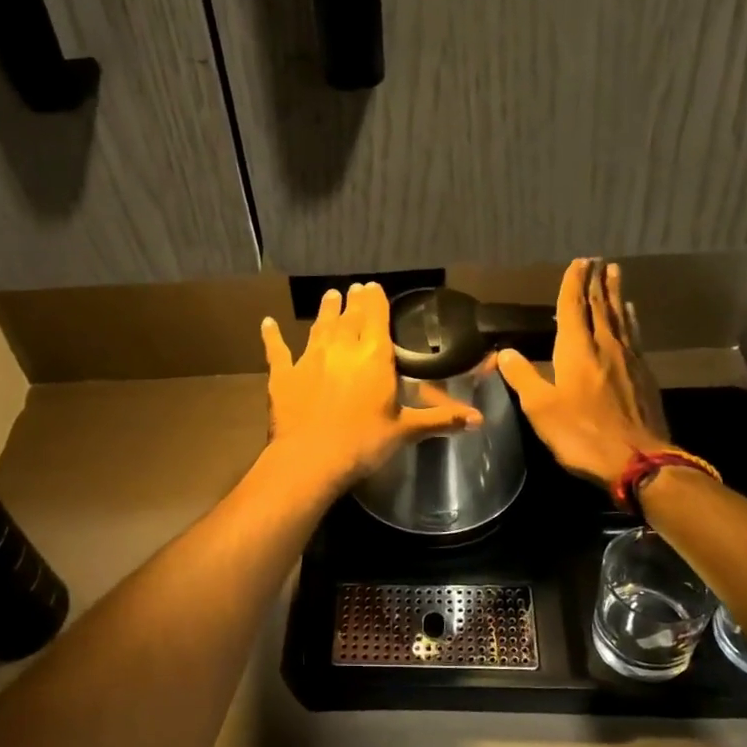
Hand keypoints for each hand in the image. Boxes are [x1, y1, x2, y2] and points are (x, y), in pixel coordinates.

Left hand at [261, 282, 480, 491]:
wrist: (310, 459)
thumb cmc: (363, 443)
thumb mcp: (406, 431)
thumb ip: (440, 419)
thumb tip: (479, 421)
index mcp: (374, 357)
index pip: (376, 318)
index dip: (376, 300)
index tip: (373, 287)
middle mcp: (342, 349)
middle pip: (349, 317)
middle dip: (353, 301)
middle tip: (354, 288)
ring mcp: (309, 359)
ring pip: (319, 327)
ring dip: (325, 311)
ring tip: (329, 295)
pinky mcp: (283, 375)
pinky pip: (277, 351)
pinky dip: (272, 337)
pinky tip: (267, 324)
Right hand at [497, 258, 670, 489]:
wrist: (637, 460)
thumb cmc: (580, 434)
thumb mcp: (540, 408)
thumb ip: (523, 376)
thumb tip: (504, 351)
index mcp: (576, 350)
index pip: (573, 307)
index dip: (573, 284)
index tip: (578, 262)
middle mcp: (604, 346)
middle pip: (600, 306)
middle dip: (596, 282)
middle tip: (597, 260)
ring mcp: (628, 360)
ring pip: (620, 318)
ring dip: (616, 294)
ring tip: (616, 274)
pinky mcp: (644, 375)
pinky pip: (634, 336)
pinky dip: (630, 320)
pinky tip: (631, 316)